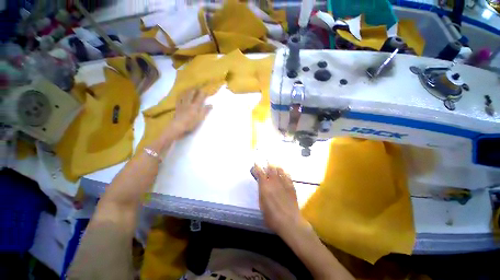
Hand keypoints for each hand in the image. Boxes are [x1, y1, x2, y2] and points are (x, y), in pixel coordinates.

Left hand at [170, 89, 211, 138]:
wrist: (178, 126)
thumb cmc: (191, 123)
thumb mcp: (200, 118)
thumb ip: (205, 111)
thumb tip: (211, 105)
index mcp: (195, 106)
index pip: (200, 97)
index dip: (203, 94)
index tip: (206, 91)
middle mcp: (188, 103)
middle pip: (191, 94)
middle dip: (195, 90)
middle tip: (198, 88)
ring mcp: (182, 104)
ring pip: (185, 95)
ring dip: (188, 91)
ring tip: (190, 89)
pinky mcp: (177, 107)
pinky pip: (179, 99)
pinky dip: (181, 96)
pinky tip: (181, 95)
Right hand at [252, 164, 306, 235]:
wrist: (290, 222)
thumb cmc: (272, 217)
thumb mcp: (262, 206)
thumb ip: (262, 194)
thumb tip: (262, 187)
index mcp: (265, 187)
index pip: (260, 174)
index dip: (258, 167)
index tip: (256, 164)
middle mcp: (273, 182)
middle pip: (270, 169)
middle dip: (268, 165)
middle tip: (267, 162)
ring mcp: (283, 183)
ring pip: (279, 171)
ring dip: (276, 167)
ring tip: (275, 166)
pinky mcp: (291, 187)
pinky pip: (288, 176)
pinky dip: (285, 173)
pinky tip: (284, 172)